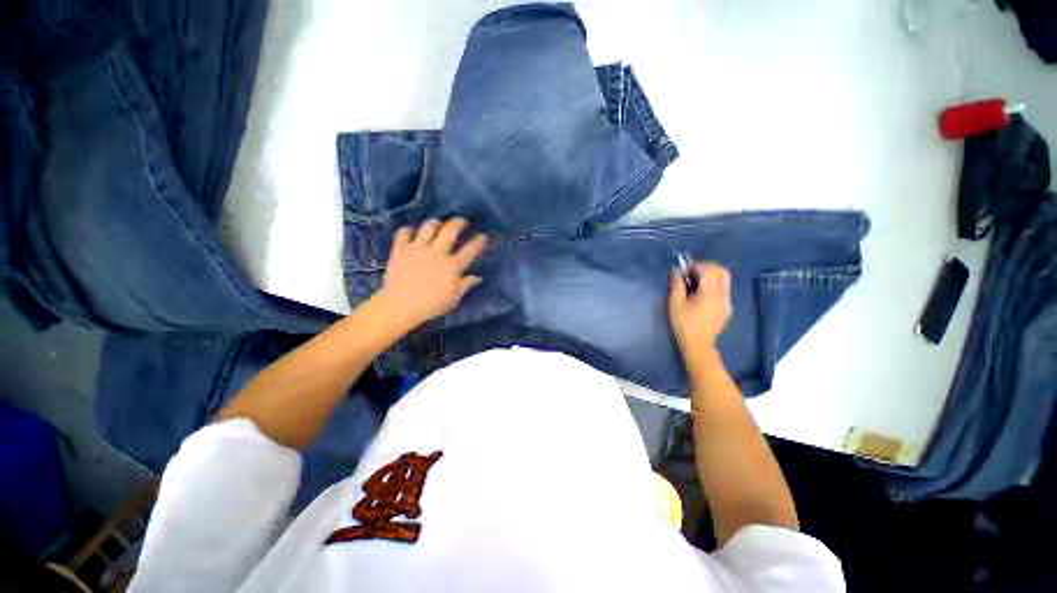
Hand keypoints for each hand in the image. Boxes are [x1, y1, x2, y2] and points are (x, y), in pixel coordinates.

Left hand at [377, 218, 487, 328]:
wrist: (400, 306)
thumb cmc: (431, 304)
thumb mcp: (454, 298)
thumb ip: (466, 284)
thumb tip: (478, 276)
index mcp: (452, 265)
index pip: (471, 249)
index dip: (479, 241)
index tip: (483, 236)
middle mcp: (437, 252)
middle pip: (451, 229)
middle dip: (460, 222)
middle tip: (463, 222)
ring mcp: (418, 248)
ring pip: (429, 226)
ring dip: (436, 223)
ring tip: (439, 225)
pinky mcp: (401, 248)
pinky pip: (404, 231)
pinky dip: (410, 230)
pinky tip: (413, 234)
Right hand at [668, 263, 732, 357]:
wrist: (698, 346)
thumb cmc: (684, 325)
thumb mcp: (675, 304)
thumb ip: (677, 285)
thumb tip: (677, 270)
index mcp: (711, 294)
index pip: (709, 269)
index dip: (696, 265)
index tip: (684, 269)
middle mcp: (723, 296)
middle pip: (722, 271)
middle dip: (707, 267)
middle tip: (692, 272)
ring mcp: (727, 302)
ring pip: (725, 280)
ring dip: (711, 275)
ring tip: (695, 282)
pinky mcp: (727, 308)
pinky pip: (723, 290)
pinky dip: (713, 285)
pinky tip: (700, 294)